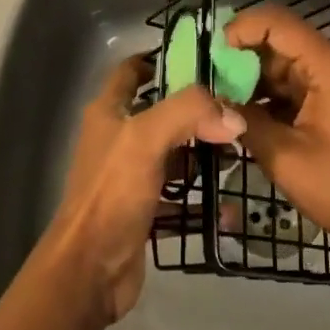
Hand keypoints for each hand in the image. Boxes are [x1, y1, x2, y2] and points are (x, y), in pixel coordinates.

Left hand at [44, 55, 243, 323]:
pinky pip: (179, 196)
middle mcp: (117, 138)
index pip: (132, 70)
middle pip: (161, 111)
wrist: (89, 271)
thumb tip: (233, 116)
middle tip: (237, 109)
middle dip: (197, 110)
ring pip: (173, 153)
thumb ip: (189, 113)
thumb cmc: (112, 193)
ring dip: (203, 153)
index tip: (204, 59)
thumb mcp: (146, 138)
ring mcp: (129, 176)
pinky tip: (229, 205)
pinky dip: (202, 198)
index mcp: (108, 112)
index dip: (161, 59)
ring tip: (240, 152)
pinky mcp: (143, 209)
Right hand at [226, 5, 329, 257]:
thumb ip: (246, 122)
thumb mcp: (287, 159)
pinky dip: (269, 95)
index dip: (239, 30)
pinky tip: (244, 116)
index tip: (209, 56)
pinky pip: (295, 83)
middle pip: (278, 42)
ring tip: (218, 103)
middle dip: (239, 60)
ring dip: (252, 81)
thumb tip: (212, 102)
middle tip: (205, 86)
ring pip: (283, 63)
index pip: (276, 23)